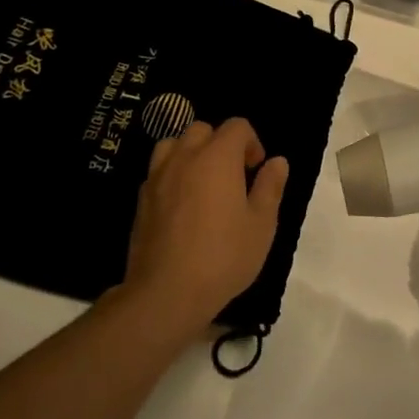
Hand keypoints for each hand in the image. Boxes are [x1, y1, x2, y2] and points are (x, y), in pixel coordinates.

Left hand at [122, 119, 288, 332]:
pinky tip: (183, 205)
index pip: (237, 126)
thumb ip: (271, 187)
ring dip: (191, 153)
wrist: (166, 292)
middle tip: (233, 175)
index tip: (257, 169)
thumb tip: (277, 161)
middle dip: (221, 144)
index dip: (252, 142)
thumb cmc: (223, 256)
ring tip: (203, 183)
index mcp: (217, 157)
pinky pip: (158, 171)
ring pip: (173, 144)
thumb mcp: (262, 224)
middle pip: (202, 129)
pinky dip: (173, 174)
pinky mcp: (141, 199)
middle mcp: (184, 157)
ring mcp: (157, 177)